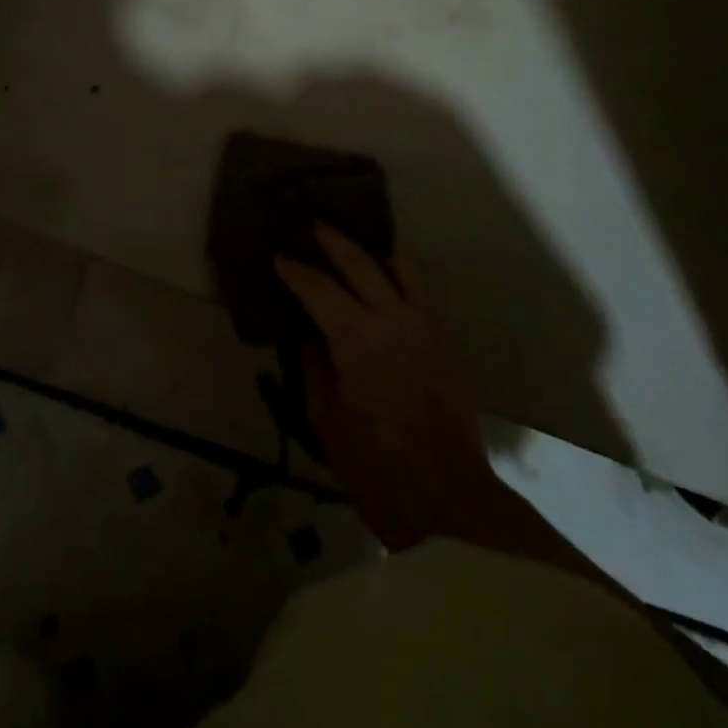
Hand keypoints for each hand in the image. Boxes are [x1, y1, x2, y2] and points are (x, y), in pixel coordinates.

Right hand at [278, 225, 508, 551]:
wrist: (448, 500)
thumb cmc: (376, 469)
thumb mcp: (326, 421)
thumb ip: (314, 368)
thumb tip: (310, 336)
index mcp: (357, 340)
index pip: (319, 288)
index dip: (296, 271)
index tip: (279, 258)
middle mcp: (393, 320)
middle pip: (361, 263)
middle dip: (333, 242)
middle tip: (313, 226)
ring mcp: (425, 326)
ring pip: (401, 267)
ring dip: (373, 253)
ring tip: (354, 249)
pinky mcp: (445, 340)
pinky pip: (420, 291)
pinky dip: (399, 276)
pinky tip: (386, 283)